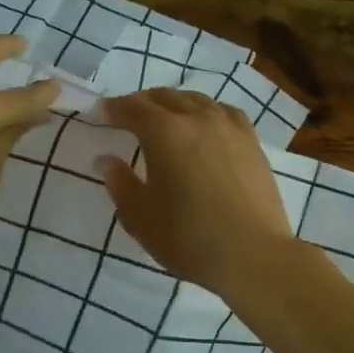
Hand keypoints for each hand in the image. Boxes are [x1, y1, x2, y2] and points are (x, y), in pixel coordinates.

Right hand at [97, 89, 298, 297]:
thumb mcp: (141, 217)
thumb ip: (120, 183)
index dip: (113, 108)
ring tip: (165, 119)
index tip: (100, 114)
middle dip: (142, 103)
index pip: (133, 108)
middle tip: (128, 117)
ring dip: (174, 104)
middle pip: (165, 98)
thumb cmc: (188, 238)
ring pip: (196, 100)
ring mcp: (230, 127)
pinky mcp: (252, 142)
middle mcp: (198, 118)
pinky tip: (206, 127)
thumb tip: (106, 160)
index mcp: (165, 132)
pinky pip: (224, 113)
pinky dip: (206, 112)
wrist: (253, 254)